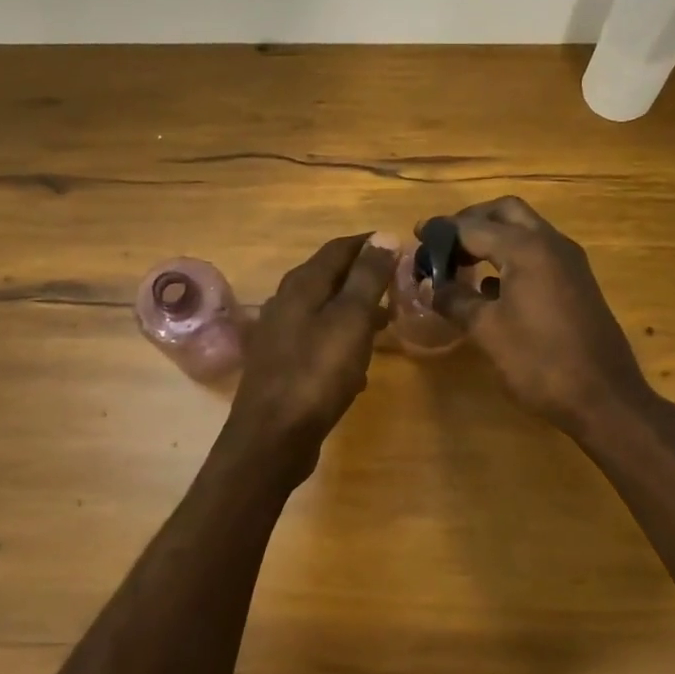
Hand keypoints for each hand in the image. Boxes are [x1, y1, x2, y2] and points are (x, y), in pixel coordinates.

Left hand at [227, 234, 397, 470]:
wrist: (272, 438)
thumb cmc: (316, 374)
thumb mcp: (350, 320)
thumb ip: (367, 277)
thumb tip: (385, 236)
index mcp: (301, 286)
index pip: (338, 249)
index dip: (370, 245)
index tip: (402, 249)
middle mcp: (285, 304)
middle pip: (329, 279)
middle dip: (365, 279)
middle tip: (399, 287)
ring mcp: (280, 337)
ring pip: (325, 313)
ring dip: (355, 314)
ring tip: (386, 323)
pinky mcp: (283, 367)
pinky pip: (319, 344)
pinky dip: (342, 345)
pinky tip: (358, 369)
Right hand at [423, 197, 652, 435]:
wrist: (603, 397)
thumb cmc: (539, 361)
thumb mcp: (487, 331)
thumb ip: (455, 301)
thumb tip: (432, 286)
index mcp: (526, 248)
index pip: (473, 226)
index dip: (442, 232)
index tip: (417, 237)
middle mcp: (551, 244)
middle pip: (506, 213)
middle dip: (473, 221)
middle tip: (445, 243)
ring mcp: (569, 263)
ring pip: (526, 231)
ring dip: (494, 237)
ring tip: (462, 263)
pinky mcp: (577, 283)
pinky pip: (539, 254)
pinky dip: (512, 258)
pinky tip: (492, 288)